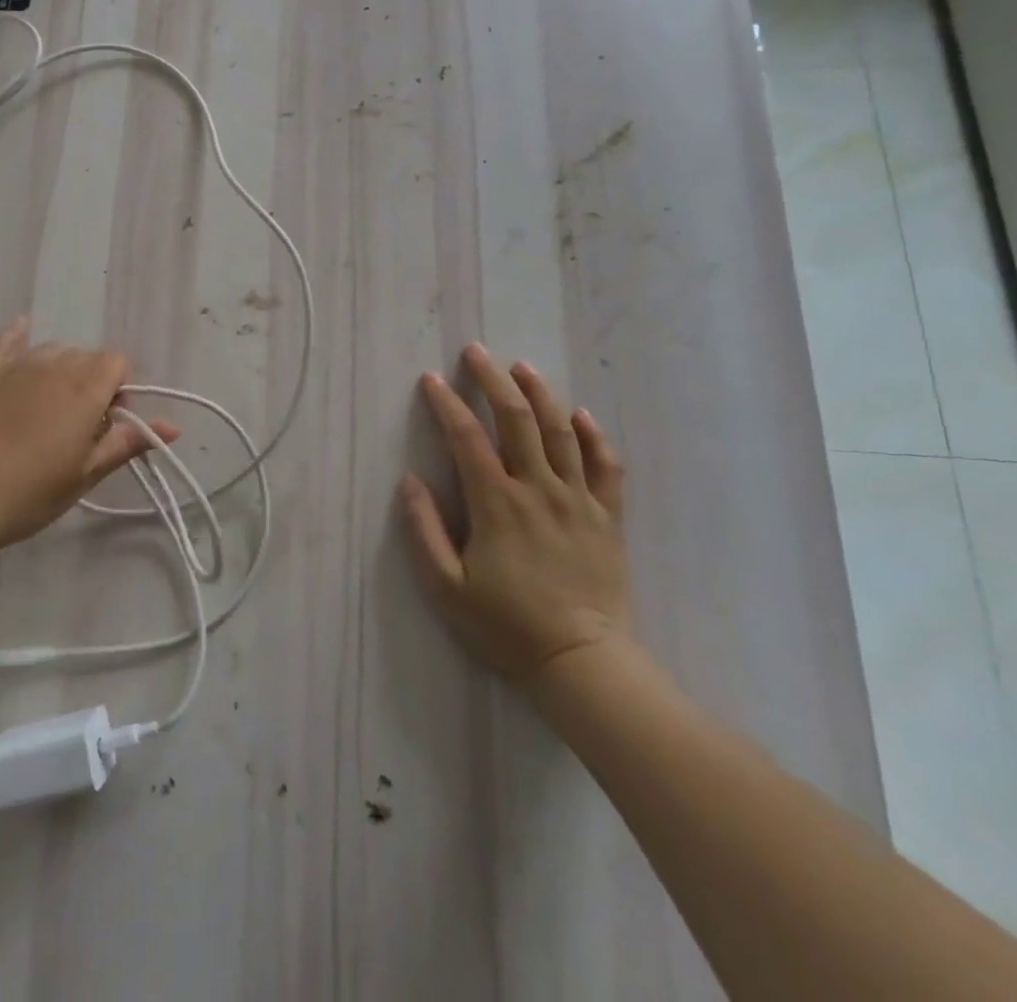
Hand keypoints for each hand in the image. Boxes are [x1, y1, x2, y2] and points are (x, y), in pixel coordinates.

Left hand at [0, 315, 177, 558]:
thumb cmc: (28, 493)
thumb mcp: (84, 475)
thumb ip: (127, 443)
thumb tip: (175, 426)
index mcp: (85, 389)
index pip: (117, 362)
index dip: (120, 389)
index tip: (106, 424)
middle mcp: (54, 365)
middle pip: (86, 356)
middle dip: (92, 381)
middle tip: (78, 426)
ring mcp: (15, 365)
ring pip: (52, 349)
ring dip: (61, 368)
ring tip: (48, 407)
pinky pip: (5, 340)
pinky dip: (17, 335)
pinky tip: (22, 328)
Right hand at [400, 346, 629, 696]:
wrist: (582, 663)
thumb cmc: (506, 626)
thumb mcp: (446, 587)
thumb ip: (423, 530)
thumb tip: (409, 481)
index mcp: (497, 503)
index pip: (467, 438)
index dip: (446, 404)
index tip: (430, 379)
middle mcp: (538, 489)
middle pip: (517, 420)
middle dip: (493, 381)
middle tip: (477, 353)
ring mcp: (578, 501)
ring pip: (561, 433)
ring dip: (540, 394)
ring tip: (523, 367)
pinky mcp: (607, 518)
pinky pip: (606, 466)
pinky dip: (594, 436)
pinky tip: (581, 415)